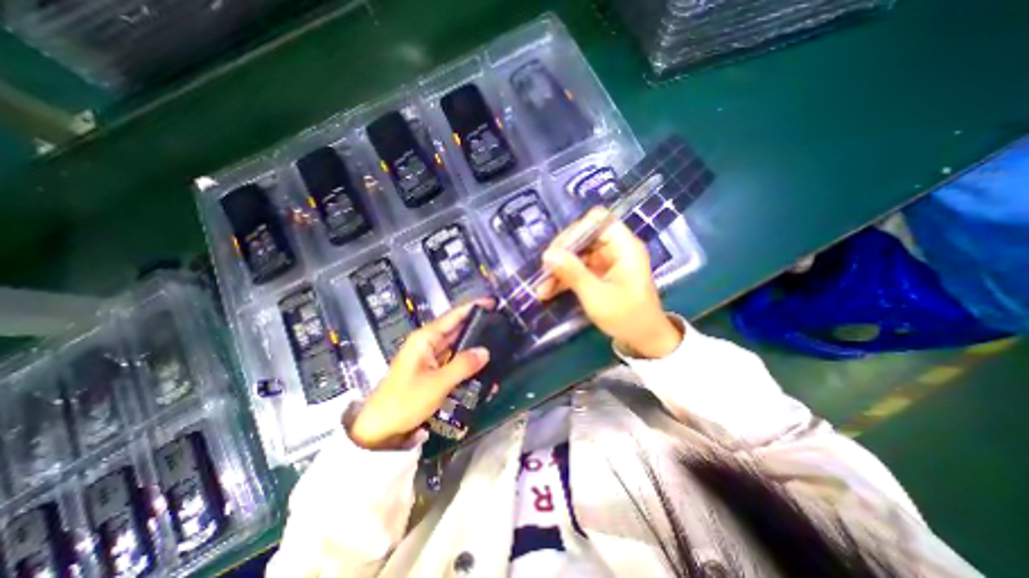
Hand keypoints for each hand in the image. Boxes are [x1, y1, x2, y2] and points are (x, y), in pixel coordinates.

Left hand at [348, 300, 491, 449]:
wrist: (379, 429)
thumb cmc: (405, 401)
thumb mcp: (437, 383)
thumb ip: (463, 365)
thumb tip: (485, 351)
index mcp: (425, 338)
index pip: (452, 316)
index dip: (472, 307)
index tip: (492, 302)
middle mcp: (428, 343)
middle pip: (456, 329)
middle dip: (477, 326)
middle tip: (500, 324)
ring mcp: (430, 358)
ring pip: (456, 346)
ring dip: (474, 346)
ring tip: (497, 344)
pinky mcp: (432, 371)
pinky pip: (453, 361)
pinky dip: (467, 362)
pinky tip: (482, 367)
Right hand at [539, 209, 681, 361]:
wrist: (643, 339)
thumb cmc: (627, 317)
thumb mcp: (596, 297)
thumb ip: (572, 273)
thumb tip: (547, 254)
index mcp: (624, 247)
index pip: (597, 220)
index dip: (575, 231)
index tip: (557, 252)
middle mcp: (616, 248)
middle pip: (583, 236)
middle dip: (562, 254)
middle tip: (545, 271)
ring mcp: (607, 260)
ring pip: (577, 253)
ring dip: (559, 269)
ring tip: (542, 288)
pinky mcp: (600, 272)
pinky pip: (578, 267)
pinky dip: (564, 278)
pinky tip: (548, 291)